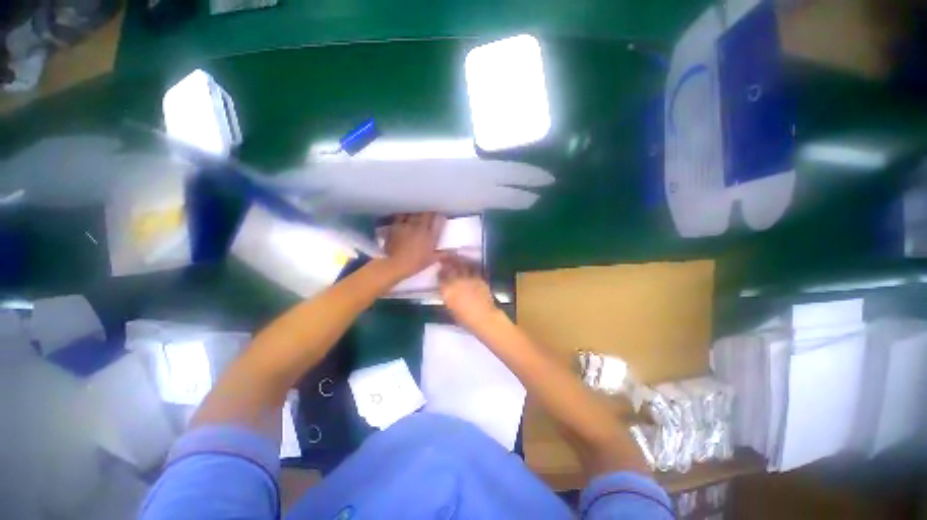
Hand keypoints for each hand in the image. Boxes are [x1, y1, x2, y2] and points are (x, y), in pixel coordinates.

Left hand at [382, 213, 444, 278]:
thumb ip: (443, 254)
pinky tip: (404, 216)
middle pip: (426, 214)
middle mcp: (420, 227)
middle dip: (429, 213)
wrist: (397, 264)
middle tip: (429, 214)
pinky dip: (403, 215)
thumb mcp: (432, 260)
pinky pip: (401, 216)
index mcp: (430, 235)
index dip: (440, 217)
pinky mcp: (396, 226)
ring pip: (414, 213)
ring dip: (416, 213)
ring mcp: (408, 225)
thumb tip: (453, 251)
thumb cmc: (416, 263)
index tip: (440, 216)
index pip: (438, 220)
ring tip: (417, 214)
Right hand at [438, 254, 499, 332]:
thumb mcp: (450, 309)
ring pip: (461, 265)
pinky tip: (467, 263)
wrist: (484, 317)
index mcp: (447, 290)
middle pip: (449, 267)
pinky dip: (468, 264)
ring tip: (454, 256)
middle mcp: (456, 281)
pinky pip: (472, 268)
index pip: (440, 277)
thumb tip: (446, 290)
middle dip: (446, 261)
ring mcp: (468, 278)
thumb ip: (447, 297)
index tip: (439, 270)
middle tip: (443, 257)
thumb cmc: (465, 319)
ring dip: (456, 260)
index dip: (439, 273)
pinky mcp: (478, 277)